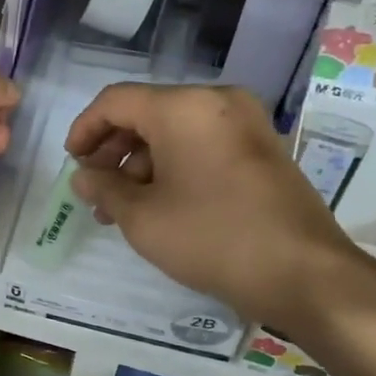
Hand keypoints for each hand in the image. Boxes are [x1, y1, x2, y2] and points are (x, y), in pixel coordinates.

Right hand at [64, 83, 366, 330]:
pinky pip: (203, 144)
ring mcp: (245, 123)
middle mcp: (217, 102)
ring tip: (122, 209)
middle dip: (114, 151)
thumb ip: (104, 188)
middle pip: (147, 113)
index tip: (72, 164)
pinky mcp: (262, 148)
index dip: (85, 129)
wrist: (304, 273)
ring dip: (141, 164)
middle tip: (95, 191)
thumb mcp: (142, 217)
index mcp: (184, 107)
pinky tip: (159, 205)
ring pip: (175, 132)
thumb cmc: (212, 237)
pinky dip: (174, 166)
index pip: (116, 102)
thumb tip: (84, 177)